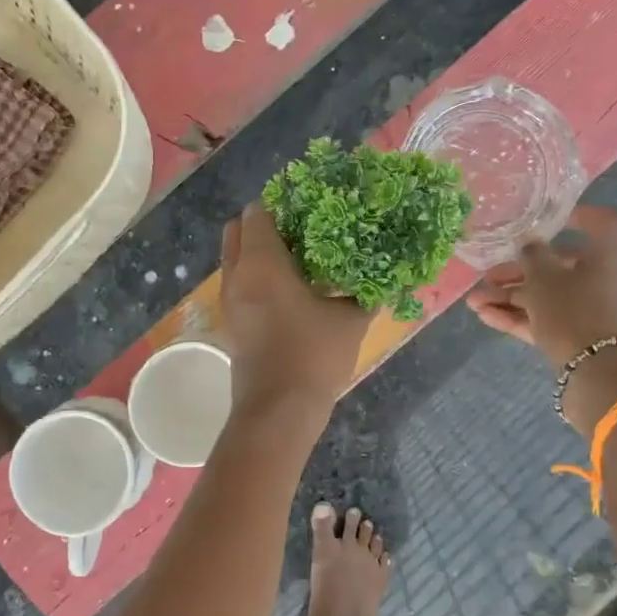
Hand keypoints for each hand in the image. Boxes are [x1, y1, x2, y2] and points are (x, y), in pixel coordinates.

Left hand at [221, 204, 371, 423]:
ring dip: (259, 252)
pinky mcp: (232, 323)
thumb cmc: (313, 356)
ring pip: (236, 259)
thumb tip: (387, 276)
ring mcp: (230, 301)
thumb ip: (367, 293)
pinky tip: (291, 291)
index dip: (281, 204)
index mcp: (261, 263)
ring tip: (300, 260)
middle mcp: (237, 275)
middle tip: (302, 231)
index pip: (257, 213)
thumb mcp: (351, 321)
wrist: (278, 411)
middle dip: (264, 224)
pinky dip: (256, 277)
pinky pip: (239, 284)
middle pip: (237, 231)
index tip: (309, 208)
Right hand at [466, 206, 616, 366]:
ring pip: (548, 296)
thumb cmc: (575, 311)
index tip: (549, 219)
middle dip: (520, 270)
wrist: (601, 375)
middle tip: (488, 274)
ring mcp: (592, 311)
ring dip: (511, 296)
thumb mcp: (545, 277)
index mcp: (608, 254)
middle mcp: (604, 279)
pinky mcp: (579, 337)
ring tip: (474, 302)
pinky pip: (547, 319)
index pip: (604, 223)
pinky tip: (485, 316)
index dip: (580, 216)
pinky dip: (519, 316)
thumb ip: (532, 255)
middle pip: (561, 265)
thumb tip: (529, 242)